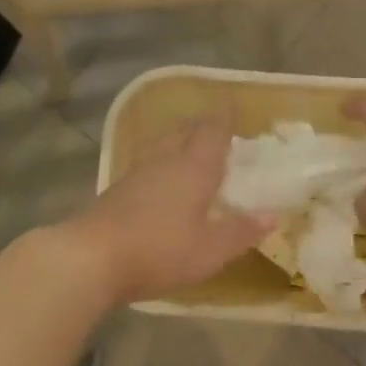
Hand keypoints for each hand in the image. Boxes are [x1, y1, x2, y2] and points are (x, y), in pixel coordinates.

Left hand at [63, 115, 270, 307]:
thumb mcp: (210, 250)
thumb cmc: (160, 250)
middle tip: (216, 129)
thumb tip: (273, 216)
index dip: (224, 119)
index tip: (233, 108)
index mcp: (194, 167)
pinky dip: (161, 161)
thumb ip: (241, 231)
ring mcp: (137, 172)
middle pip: (185, 131)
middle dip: (202, 126)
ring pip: (163, 144)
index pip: (213, 131)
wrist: (91, 257)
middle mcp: (166, 160)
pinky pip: (148, 162)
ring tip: (190, 147)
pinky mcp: (118, 188)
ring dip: (179, 140)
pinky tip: (161, 178)